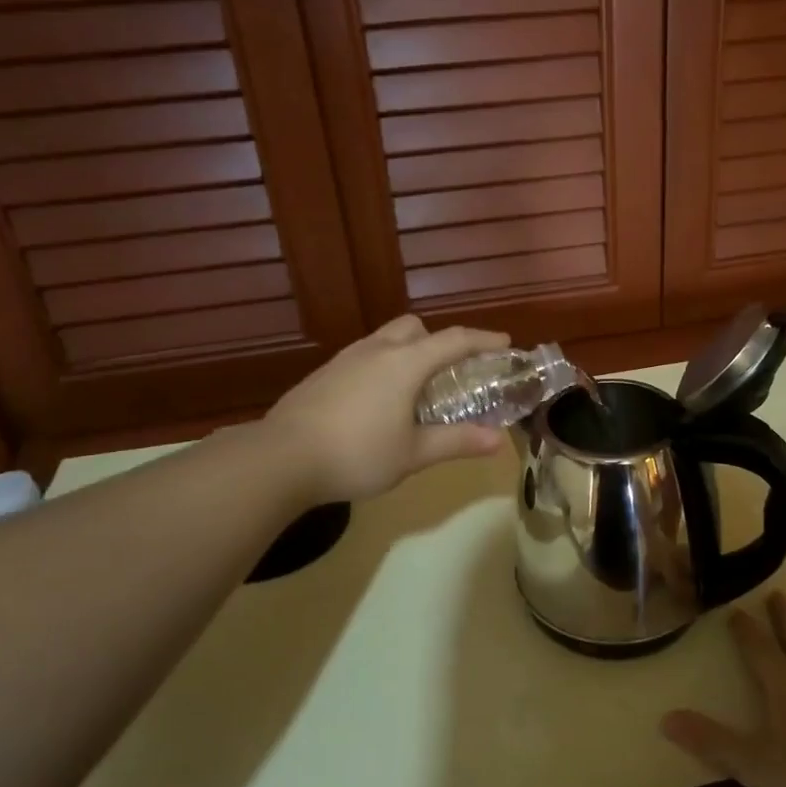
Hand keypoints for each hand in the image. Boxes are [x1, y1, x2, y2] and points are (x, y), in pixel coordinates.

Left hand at [265, 315, 511, 502]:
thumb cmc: (357, 454)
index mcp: (404, 363)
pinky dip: (381, 367)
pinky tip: (376, 402)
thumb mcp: (413, 453)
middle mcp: (376, 350)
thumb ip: (456, 441)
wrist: (281, 458)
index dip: (483, 340)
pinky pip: (363, 357)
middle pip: (415, 328)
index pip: (454, 340)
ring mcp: (345, 359)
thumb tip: (497, 441)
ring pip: (385, 339)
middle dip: (438, 341)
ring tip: (413, 388)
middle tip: (450, 371)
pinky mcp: (322, 375)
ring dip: (407, 352)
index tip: (505, 344)